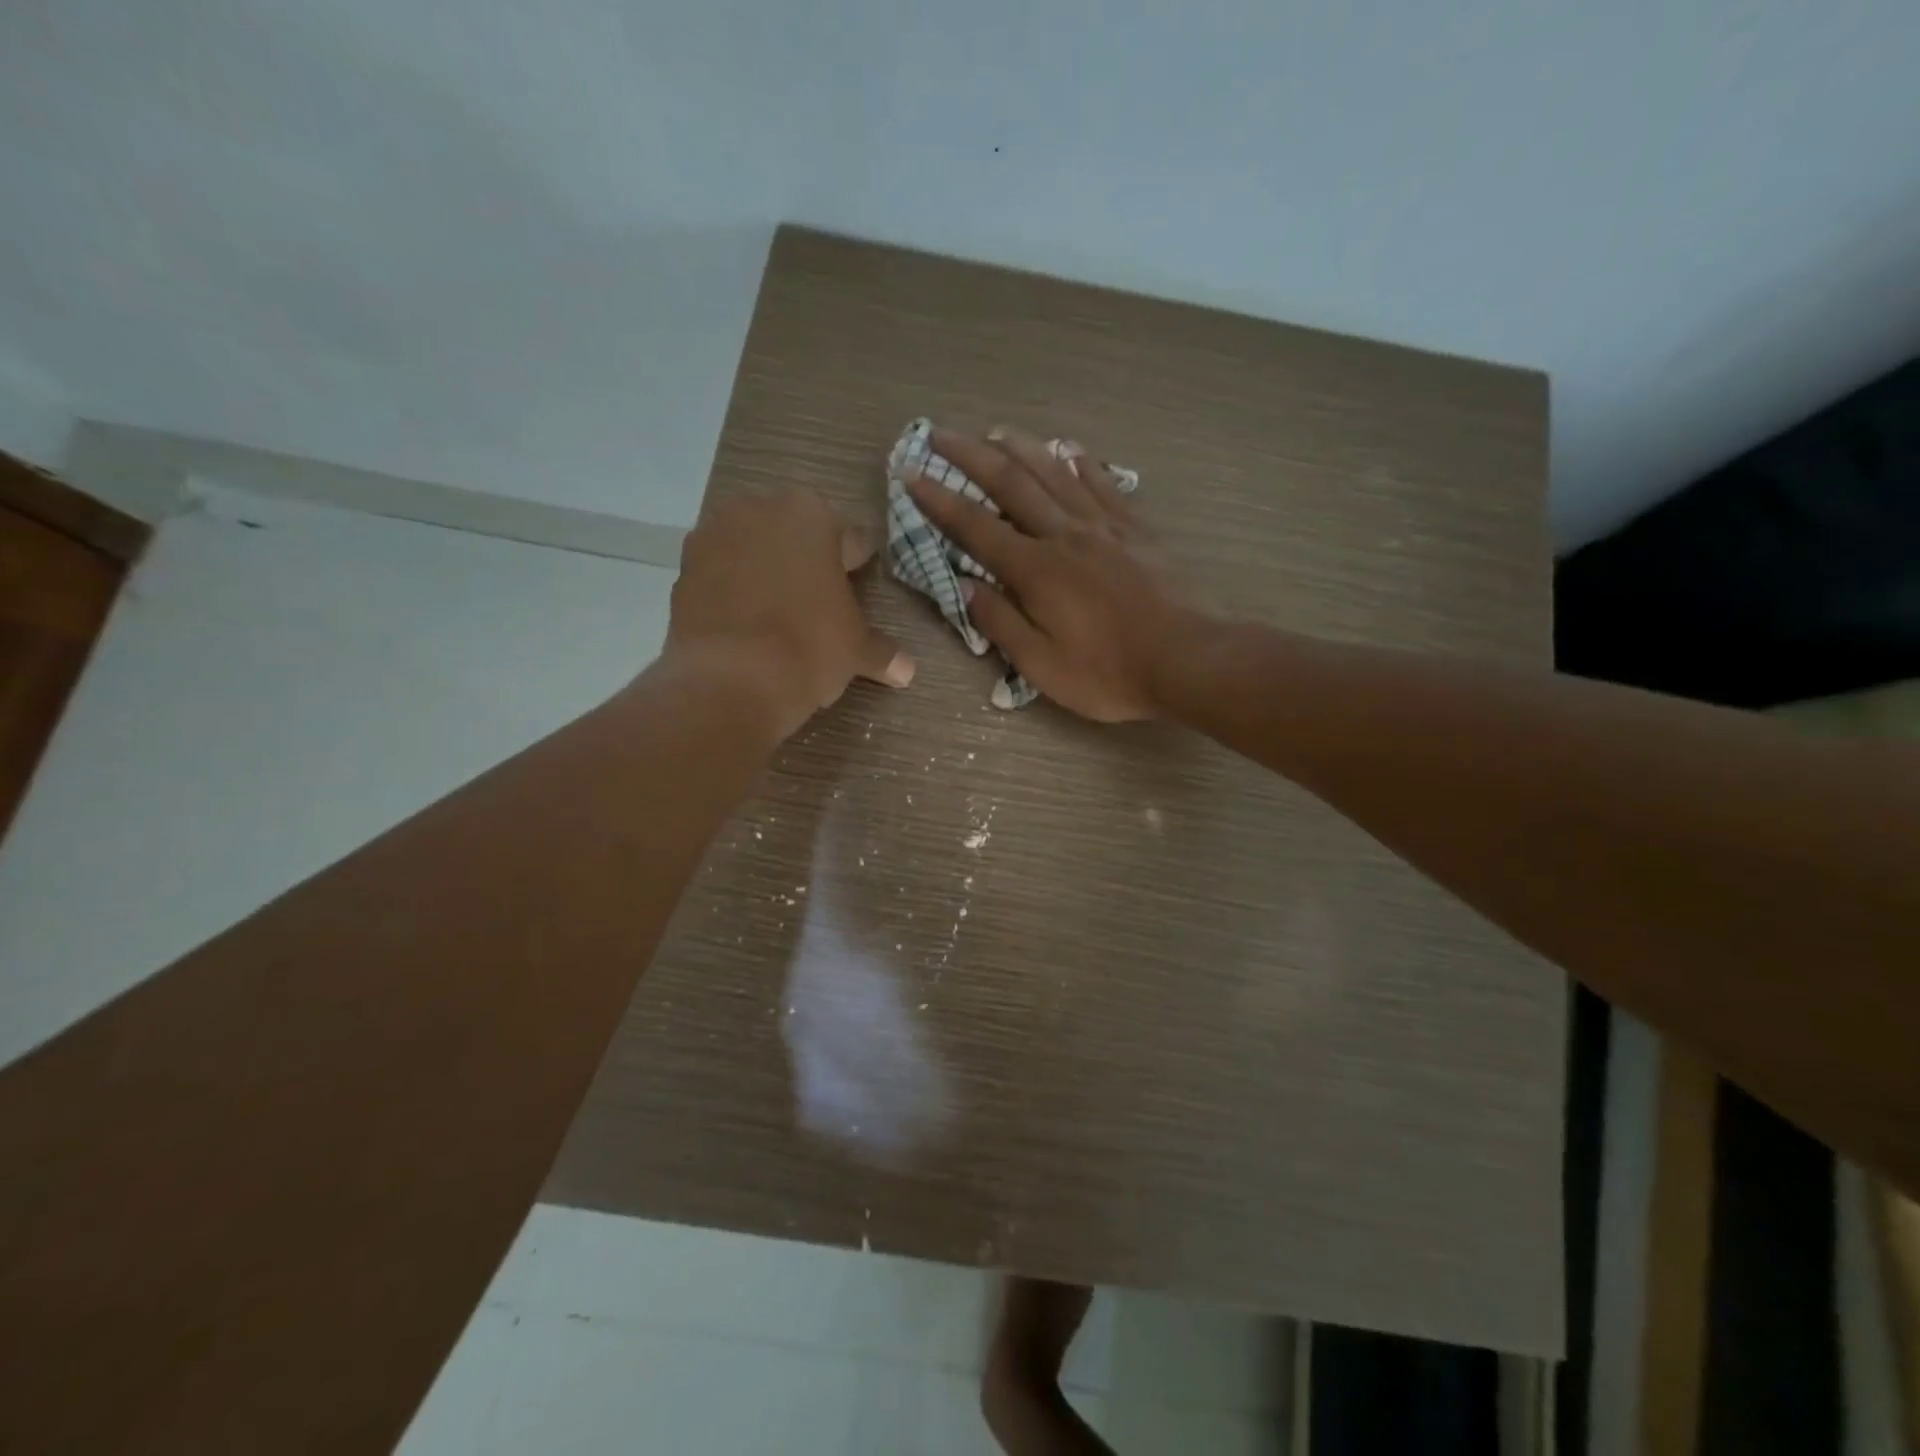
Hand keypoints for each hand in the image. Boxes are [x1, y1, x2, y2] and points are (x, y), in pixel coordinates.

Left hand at [666, 489, 912, 737]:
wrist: (729, 681)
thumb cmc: (808, 649)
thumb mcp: (856, 651)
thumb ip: (882, 652)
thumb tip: (907, 671)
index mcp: (812, 515)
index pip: (849, 538)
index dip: (856, 566)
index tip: (857, 587)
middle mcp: (760, 510)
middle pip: (795, 534)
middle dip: (807, 561)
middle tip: (818, 602)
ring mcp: (714, 535)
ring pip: (753, 548)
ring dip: (766, 570)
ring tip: (777, 614)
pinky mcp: (682, 568)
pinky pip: (720, 572)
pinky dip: (732, 589)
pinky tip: (744, 623)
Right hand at [906, 427, 1191, 722]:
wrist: (1187, 659)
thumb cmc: (1108, 672)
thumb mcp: (1041, 665)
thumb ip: (1001, 622)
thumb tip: (964, 586)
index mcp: (1036, 570)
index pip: (976, 528)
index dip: (940, 501)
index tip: (912, 475)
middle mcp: (1065, 535)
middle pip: (1012, 484)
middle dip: (971, 456)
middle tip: (941, 433)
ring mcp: (1104, 527)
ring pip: (1056, 474)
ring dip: (1021, 447)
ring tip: (996, 430)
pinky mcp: (1136, 530)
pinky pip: (1103, 485)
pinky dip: (1082, 463)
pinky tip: (1071, 450)